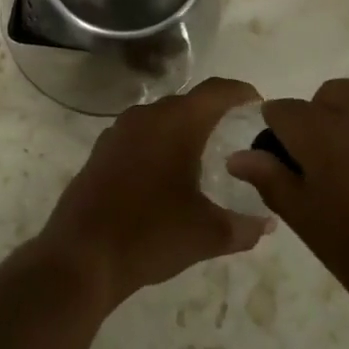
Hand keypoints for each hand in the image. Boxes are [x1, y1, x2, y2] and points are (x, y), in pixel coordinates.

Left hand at [39, 78, 272, 308]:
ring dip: (183, 132)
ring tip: (204, 159)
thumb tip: (267, 224)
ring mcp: (118, 131)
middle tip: (236, 139)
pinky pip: (139, 137)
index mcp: (176, 122)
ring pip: (161, 120)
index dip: (241, 93)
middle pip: (188, 103)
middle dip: (213, 116)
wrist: (81, 257)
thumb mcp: (207, 234)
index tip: (258, 106)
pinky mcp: (101, 152)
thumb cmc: (151, 234)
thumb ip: (244, 226)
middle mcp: (146, 116)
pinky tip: (166, 177)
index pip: (217, 91)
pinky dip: (158, 146)